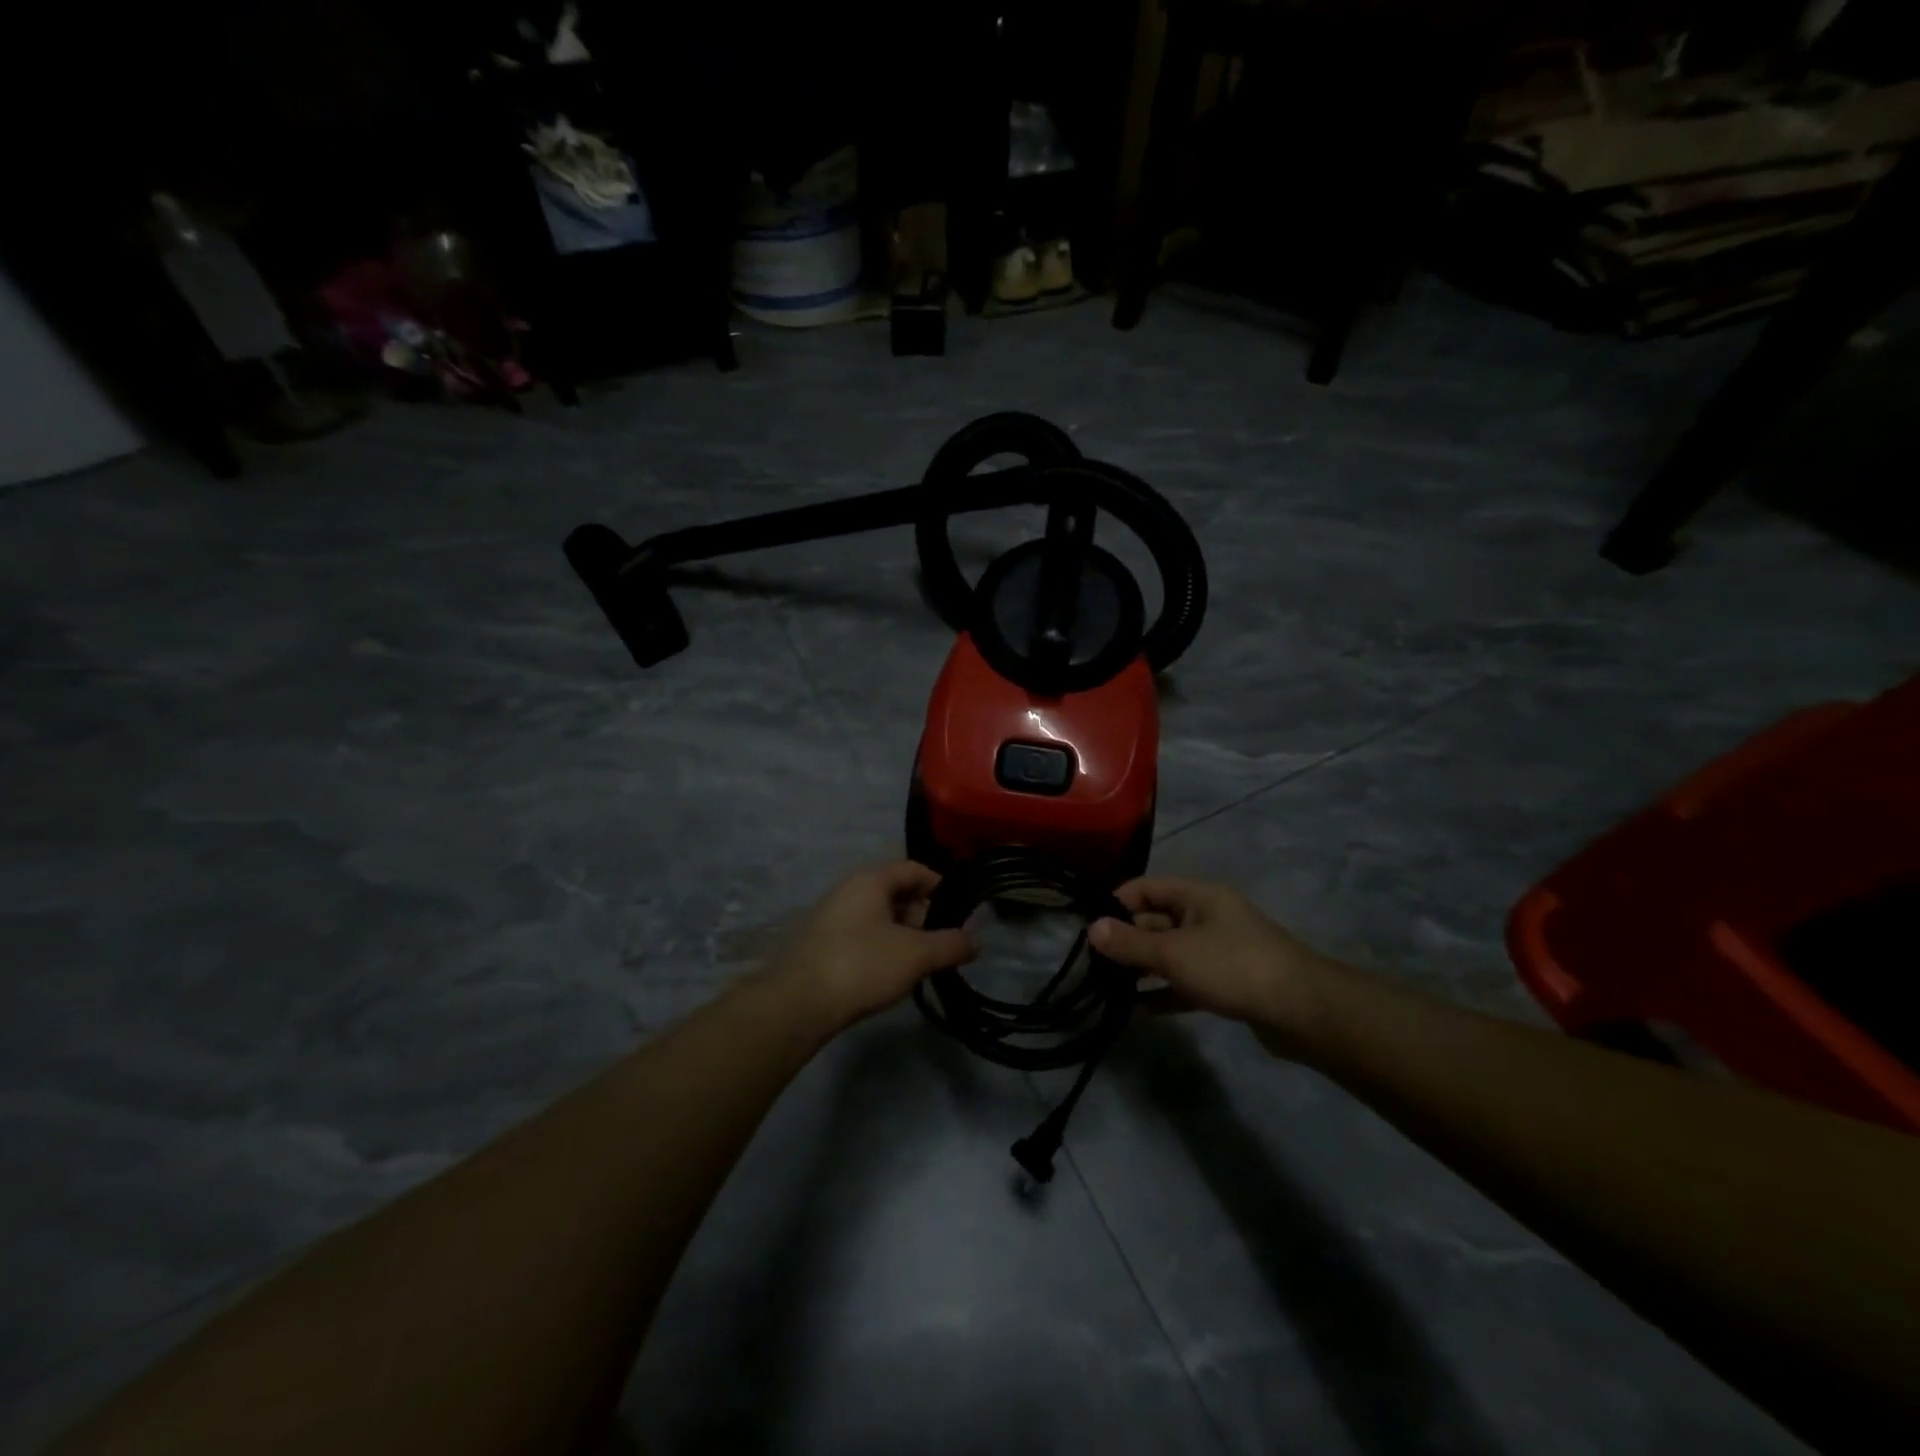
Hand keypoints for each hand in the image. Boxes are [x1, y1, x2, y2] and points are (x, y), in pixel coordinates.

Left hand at [766, 862, 978, 1031]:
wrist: (799, 1002)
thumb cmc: (862, 965)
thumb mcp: (916, 954)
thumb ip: (951, 944)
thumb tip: (977, 939)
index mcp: (870, 879)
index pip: (914, 869)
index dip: (941, 886)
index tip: (962, 911)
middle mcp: (849, 889)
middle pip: (897, 892)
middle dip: (924, 915)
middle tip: (943, 943)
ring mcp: (832, 916)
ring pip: (879, 916)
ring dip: (904, 935)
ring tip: (920, 963)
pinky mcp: (822, 943)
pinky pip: (862, 935)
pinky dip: (882, 947)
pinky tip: (890, 974)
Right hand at [1088, 878, 1338, 1054]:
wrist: (1301, 1010)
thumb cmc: (1232, 966)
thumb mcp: (1174, 953)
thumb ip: (1131, 943)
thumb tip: (1091, 928)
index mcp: (1198, 895)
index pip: (1146, 888)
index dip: (1115, 903)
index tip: (1087, 928)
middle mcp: (1208, 916)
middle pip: (1157, 920)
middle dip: (1126, 940)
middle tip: (1092, 963)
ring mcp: (1220, 950)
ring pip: (1171, 953)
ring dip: (1143, 968)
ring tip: (1107, 987)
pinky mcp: (1228, 982)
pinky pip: (1187, 981)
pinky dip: (1165, 991)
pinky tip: (1139, 1008)